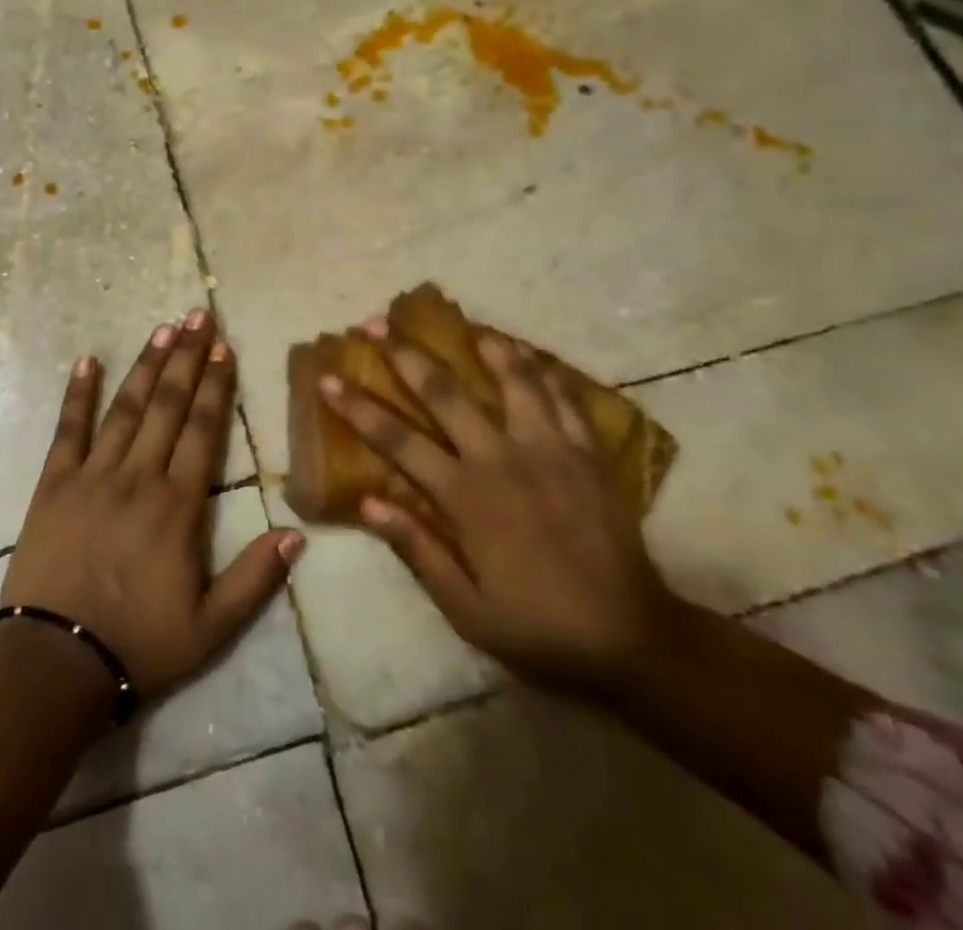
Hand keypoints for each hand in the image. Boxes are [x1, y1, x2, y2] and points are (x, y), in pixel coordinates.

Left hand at [0, 309, 304, 701]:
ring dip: (146, 365)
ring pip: (125, 408)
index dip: (216, 386)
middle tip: (199, 316)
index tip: (225, 348)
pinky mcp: (54, 484)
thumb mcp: (211, 627)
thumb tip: (297, 533)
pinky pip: (68, 430)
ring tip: (164, 328)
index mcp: (178, 505)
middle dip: (187, 358)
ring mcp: (93, 476)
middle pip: (167, 405)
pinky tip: (86, 361)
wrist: (56, 662)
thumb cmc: (139, 644)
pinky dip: (77, 394)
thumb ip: (256, 578)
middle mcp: (139, 477)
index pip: (203, 430)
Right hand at [318, 320, 677, 697]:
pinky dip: (542, 370)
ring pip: (513, 379)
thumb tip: (367, 500)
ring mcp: (551, 449)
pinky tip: (528, 355)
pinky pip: (563, 398)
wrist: (634, 640)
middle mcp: (503, 459)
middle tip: (377, 323)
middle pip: (445, 392)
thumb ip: (416, 548)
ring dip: (483, 345)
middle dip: (405, 354)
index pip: (397, 440)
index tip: (328, 378)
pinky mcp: (589, 453)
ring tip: (464, 322)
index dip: (358, 407)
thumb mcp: (467, 608)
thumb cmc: (539, 628)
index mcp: (467, 496)